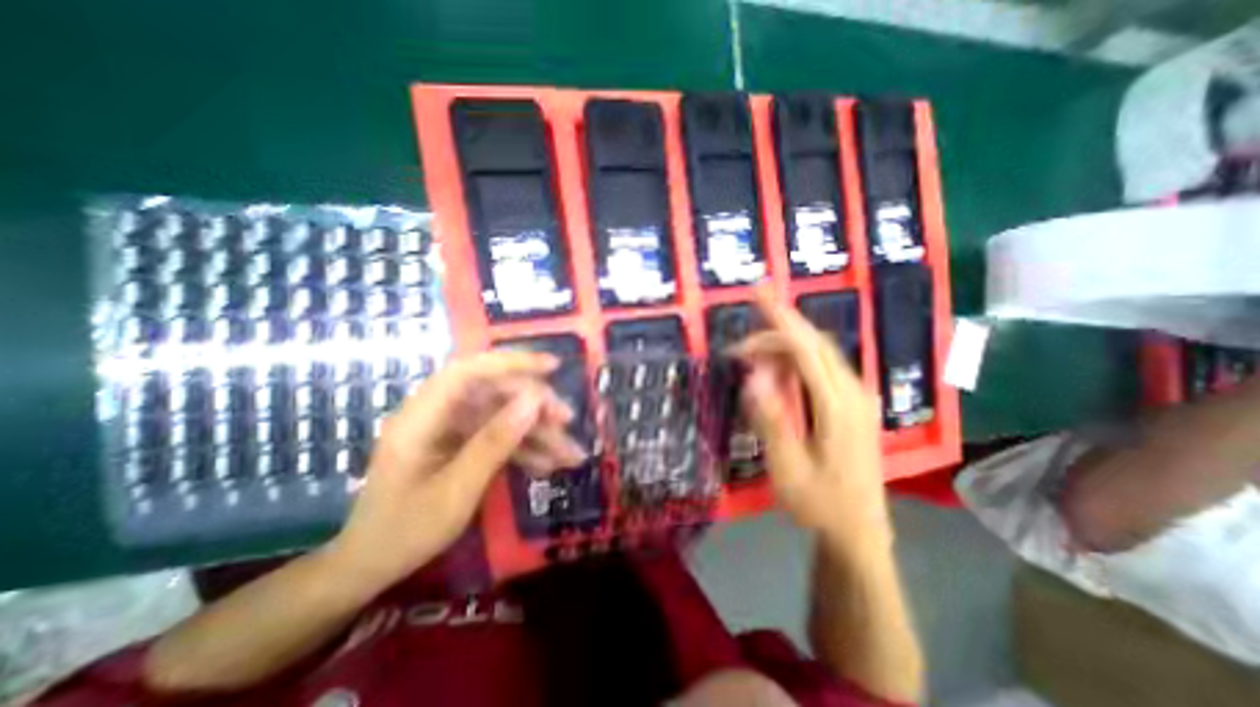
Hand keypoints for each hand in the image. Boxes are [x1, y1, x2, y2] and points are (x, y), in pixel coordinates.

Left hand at [323, 349, 579, 587]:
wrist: (373, 566)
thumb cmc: (405, 532)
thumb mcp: (456, 490)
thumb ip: (494, 442)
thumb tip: (533, 401)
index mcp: (421, 417)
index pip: (468, 371)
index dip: (510, 362)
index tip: (552, 366)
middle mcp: (437, 414)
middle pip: (494, 393)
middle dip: (534, 405)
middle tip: (567, 420)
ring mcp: (451, 429)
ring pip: (503, 416)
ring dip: (537, 432)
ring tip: (569, 453)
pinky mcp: (462, 444)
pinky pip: (499, 437)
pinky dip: (525, 449)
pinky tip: (549, 464)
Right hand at [736, 286, 890, 546]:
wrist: (859, 532)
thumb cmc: (819, 504)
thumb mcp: (788, 468)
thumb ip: (772, 420)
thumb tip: (753, 376)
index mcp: (839, 406)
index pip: (808, 348)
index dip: (781, 318)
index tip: (759, 293)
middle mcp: (854, 393)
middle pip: (814, 345)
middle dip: (776, 333)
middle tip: (739, 349)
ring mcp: (857, 398)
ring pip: (819, 355)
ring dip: (784, 350)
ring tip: (751, 363)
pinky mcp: (853, 405)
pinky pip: (822, 369)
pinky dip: (796, 362)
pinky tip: (778, 376)